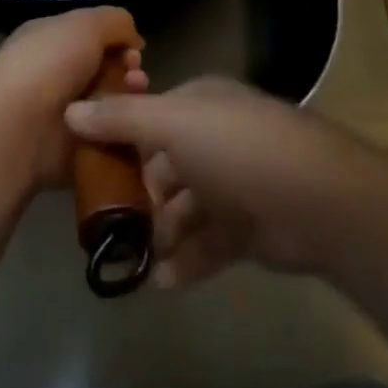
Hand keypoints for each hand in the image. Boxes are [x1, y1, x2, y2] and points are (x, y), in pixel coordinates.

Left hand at [0, 6, 148, 190]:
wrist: (15, 130)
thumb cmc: (48, 65)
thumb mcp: (86, 23)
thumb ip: (116, 22)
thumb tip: (133, 41)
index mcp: (50, 40)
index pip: (93, 37)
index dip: (120, 42)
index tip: (136, 52)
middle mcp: (54, 75)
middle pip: (105, 71)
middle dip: (129, 73)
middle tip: (137, 79)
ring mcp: (61, 116)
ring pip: (108, 106)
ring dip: (127, 103)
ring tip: (133, 104)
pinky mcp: (68, 153)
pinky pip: (104, 141)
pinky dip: (119, 137)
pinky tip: (127, 132)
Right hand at [64, 77, 377, 288]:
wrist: (317, 201)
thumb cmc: (237, 149)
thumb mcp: (172, 124)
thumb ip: (121, 119)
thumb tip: (70, 110)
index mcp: (201, 105)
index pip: (151, 118)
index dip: (121, 141)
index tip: (90, 172)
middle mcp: (217, 138)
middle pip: (165, 166)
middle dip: (140, 196)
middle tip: (110, 226)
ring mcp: (236, 183)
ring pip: (185, 208)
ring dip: (161, 234)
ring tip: (138, 260)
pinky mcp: (250, 227)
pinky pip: (208, 243)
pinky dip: (186, 261)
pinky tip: (163, 282)